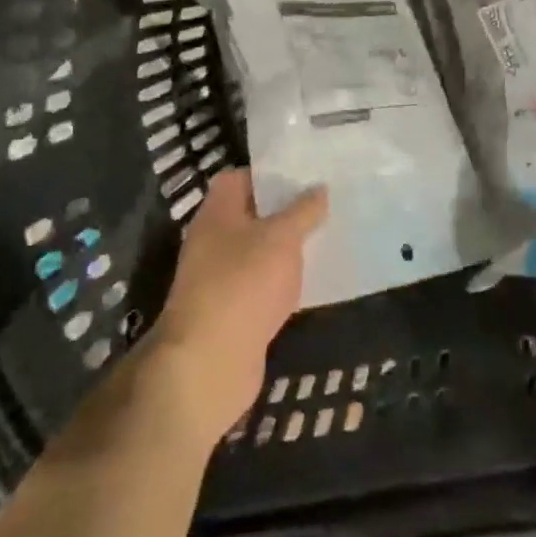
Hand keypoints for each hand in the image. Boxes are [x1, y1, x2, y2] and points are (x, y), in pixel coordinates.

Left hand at [143, 171, 324, 445]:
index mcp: (217, 213)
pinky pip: (261, 283)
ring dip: (286, 246)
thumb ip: (303, 211)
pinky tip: (312, 278)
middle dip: (285, 209)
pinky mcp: (232, 311)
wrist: (209, 363)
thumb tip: (319, 188)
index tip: (304, 173)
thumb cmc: (243, 284)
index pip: (238, 178)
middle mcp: (213, 240)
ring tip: (326, 234)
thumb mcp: (282, 238)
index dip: (269, 173)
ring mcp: (220, 277)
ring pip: (258, 250)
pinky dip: (283, 279)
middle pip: (251, 214)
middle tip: (324, 202)